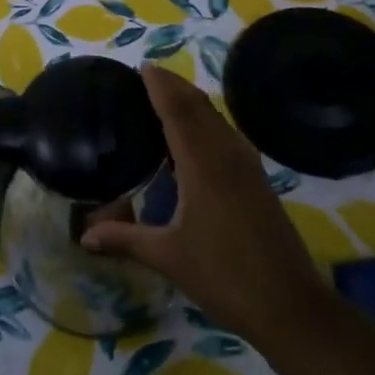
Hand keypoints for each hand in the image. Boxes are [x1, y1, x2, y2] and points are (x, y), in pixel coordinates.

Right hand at [81, 65, 327, 349]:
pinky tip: (198, 140)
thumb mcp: (168, 257)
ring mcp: (247, 166)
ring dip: (193, 102)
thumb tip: (83, 235)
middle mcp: (226, 154)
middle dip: (175, 86)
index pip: (177, 110)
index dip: (160, 86)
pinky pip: (228, 136)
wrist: (291, 306)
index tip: (141, 67)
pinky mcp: (258, 180)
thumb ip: (125, 239)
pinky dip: (208, 123)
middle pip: (199, 106)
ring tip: (168, 99)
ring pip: (217, 119)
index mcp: (202, 163)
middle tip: (149, 77)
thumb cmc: (225, 277)